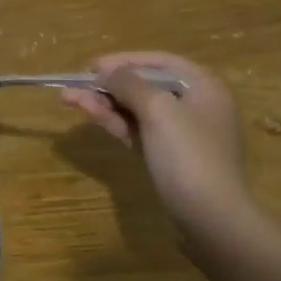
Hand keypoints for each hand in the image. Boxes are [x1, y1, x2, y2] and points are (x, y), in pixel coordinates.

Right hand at [62, 51, 254, 245]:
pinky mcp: (171, 158)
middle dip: (108, 85)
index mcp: (203, 86)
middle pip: (146, 86)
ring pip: (138, 110)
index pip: (159, 62)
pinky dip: (116, 123)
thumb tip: (108, 71)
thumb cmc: (188, 156)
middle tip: (73, 85)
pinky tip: (91, 115)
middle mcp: (196, 105)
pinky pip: (140, 132)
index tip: (91, 66)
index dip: (123, 60)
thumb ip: (130, 83)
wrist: (211, 220)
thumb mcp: (158, 110)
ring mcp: (183, 134)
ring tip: (69, 98)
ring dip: (105, 103)